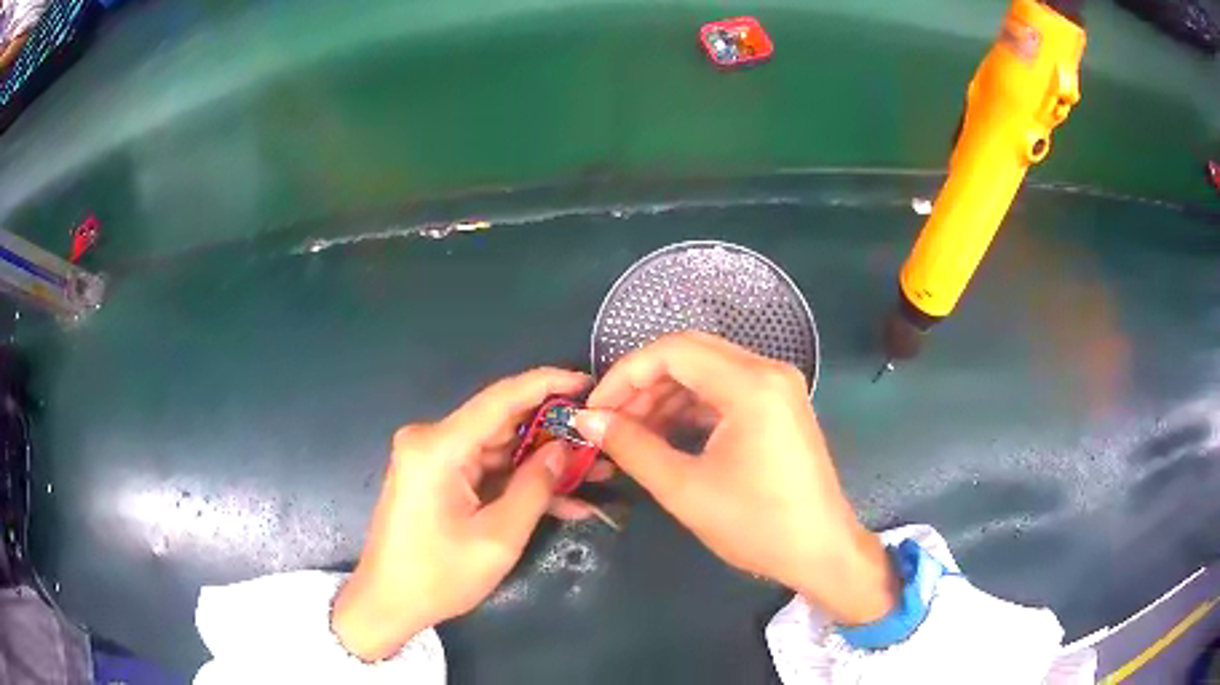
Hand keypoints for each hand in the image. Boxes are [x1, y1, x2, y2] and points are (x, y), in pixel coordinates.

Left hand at [332, 368, 603, 659]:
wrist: (388, 602)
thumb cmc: (438, 576)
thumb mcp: (498, 538)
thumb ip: (535, 487)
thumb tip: (565, 448)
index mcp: (438, 447)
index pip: (500, 398)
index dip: (547, 383)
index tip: (587, 381)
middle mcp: (431, 440)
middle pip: (502, 423)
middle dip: (553, 433)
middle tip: (600, 441)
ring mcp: (432, 458)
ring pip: (499, 448)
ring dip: (542, 462)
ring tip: (594, 472)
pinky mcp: (436, 476)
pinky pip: (486, 469)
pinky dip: (519, 482)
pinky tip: (562, 498)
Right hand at [575, 333, 896, 625]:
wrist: (820, 551)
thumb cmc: (756, 525)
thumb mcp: (685, 489)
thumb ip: (632, 447)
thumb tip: (587, 419)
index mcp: (751, 384)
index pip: (672, 351)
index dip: (625, 374)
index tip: (595, 409)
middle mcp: (768, 371)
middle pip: (690, 353)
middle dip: (642, 383)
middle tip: (610, 420)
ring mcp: (778, 386)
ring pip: (707, 370)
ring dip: (665, 394)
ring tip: (632, 431)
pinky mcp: (779, 405)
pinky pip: (726, 389)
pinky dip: (691, 406)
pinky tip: (666, 433)